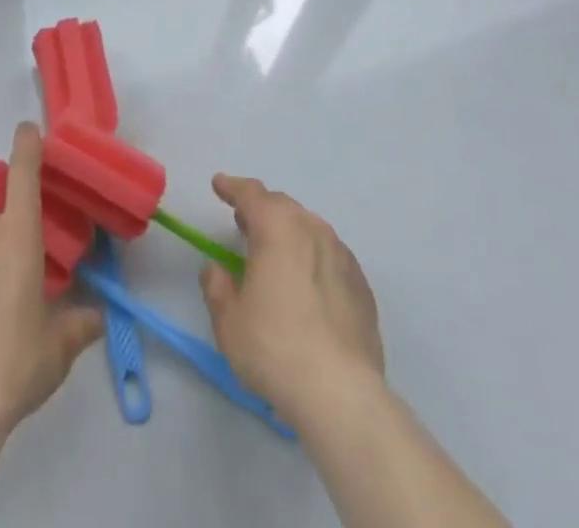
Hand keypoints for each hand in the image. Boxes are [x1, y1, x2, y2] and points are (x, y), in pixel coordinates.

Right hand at [198, 173, 383, 427]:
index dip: (232, 187)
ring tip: (275, 254)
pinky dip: (312, 259)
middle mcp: (312, 229)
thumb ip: (217, 286)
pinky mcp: (362, 286)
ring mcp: (342, 256)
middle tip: (244, 223)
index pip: (250, 193)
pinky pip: (330, 257)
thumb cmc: (275, 348)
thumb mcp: (228, 320)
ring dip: (288, 233)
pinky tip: (306, 286)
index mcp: (277, 227)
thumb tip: (217, 269)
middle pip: (282, 207)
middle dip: (261, 210)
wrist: (342, 395)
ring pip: (309, 229)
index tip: (219, 184)